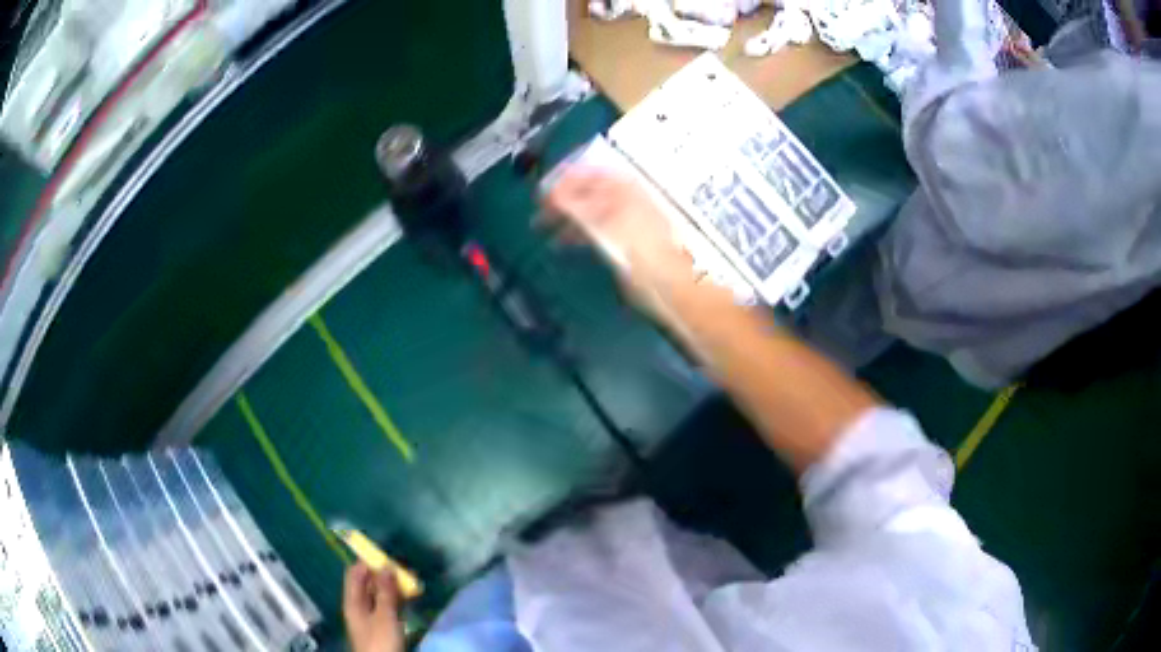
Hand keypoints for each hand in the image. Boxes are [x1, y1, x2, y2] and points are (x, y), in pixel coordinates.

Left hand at [343, 563, 404, 651]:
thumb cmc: (380, 641)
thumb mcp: (385, 616)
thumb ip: (386, 592)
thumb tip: (386, 565)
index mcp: (353, 601)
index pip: (356, 573)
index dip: (369, 562)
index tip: (388, 557)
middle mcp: (359, 605)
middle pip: (368, 583)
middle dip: (384, 575)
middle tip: (405, 570)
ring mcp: (370, 616)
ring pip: (380, 595)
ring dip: (393, 587)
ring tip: (412, 583)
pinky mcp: (381, 626)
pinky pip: (387, 606)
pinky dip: (396, 600)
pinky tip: (409, 599)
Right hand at [544, 167, 697, 312]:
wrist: (678, 290)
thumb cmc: (647, 257)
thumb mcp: (612, 228)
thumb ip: (582, 209)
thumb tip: (554, 194)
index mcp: (627, 191)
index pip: (591, 173)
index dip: (565, 178)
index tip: (542, 189)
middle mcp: (628, 201)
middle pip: (589, 190)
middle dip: (562, 198)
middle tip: (537, 209)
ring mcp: (628, 222)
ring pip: (591, 210)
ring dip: (566, 216)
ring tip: (543, 227)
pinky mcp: (627, 243)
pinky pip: (597, 229)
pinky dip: (578, 232)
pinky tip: (564, 242)